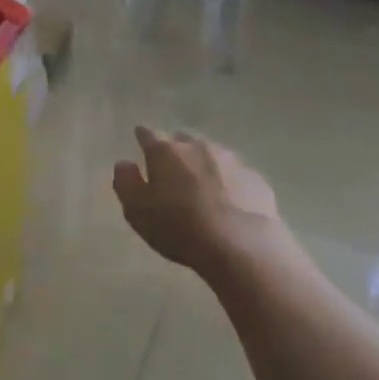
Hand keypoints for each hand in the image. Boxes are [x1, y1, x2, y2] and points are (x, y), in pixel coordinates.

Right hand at [112, 126, 280, 270]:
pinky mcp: (255, 178)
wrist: (241, 245)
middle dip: (176, 151)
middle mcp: (197, 146)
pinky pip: (236, 175)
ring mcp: (230, 159)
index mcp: (165, 151)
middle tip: (172, 170)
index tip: (140, 141)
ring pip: (212, 154)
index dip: (143, 137)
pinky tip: (230, 203)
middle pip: (183, 140)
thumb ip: (126, 183)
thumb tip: (124, 163)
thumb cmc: (179, 227)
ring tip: (202, 187)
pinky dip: (229, 183)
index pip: (148, 134)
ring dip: (204, 165)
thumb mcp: (138, 211)